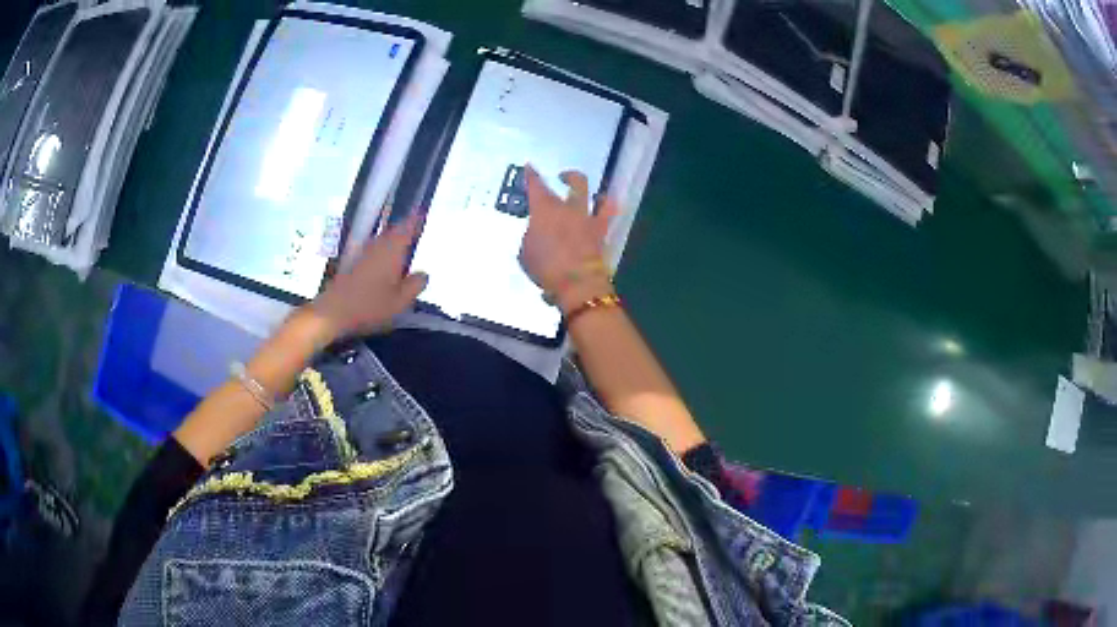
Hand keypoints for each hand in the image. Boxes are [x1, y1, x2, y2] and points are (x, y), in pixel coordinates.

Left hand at [305, 213, 427, 341]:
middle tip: (415, 229)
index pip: (406, 228)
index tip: (422, 213)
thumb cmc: (370, 307)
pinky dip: (382, 250)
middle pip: (393, 231)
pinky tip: (385, 263)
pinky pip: (373, 250)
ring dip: (392, 239)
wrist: (333, 312)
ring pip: (382, 240)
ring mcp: (363, 254)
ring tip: (403, 246)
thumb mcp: (400, 302)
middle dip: (404, 229)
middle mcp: (377, 246)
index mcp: (392, 251)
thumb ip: (415, 286)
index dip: (415, 220)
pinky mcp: (353, 264)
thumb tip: (424, 274)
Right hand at [519, 165, 618, 313]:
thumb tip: (537, 235)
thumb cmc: (544, 268)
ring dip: (597, 194)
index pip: (536, 185)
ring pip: (599, 197)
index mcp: (545, 210)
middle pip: (576, 182)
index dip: (532, 175)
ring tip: (594, 195)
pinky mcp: (602, 235)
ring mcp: (589, 220)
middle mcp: (570, 209)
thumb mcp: (525, 252)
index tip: (529, 167)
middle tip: (563, 176)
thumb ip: (531, 237)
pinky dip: (606, 213)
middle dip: (570, 176)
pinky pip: (607, 219)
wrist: (576, 283)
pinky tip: (605, 213)